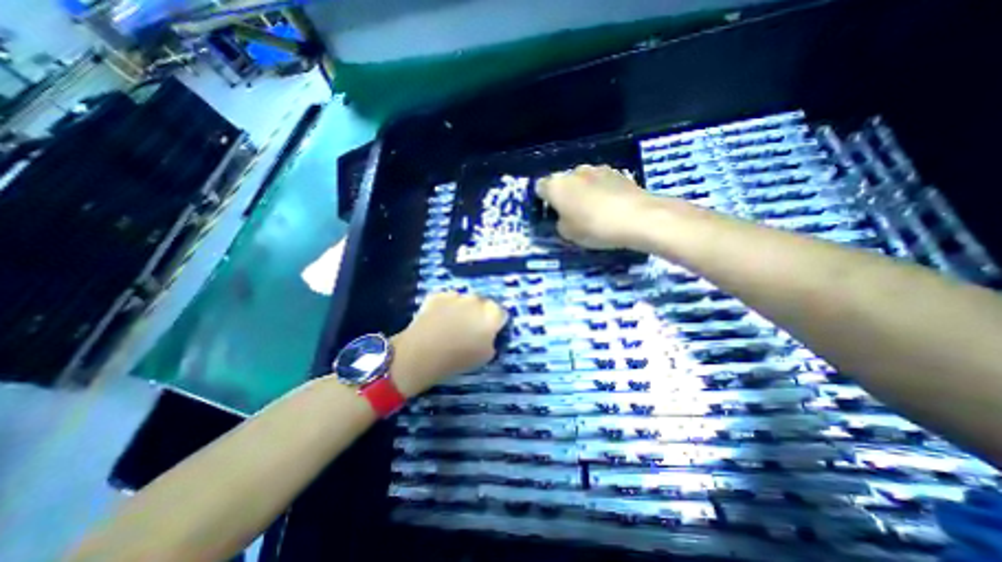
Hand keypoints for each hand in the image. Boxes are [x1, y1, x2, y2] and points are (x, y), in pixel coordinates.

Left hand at [392, 291, 509, 396]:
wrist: (422, 353)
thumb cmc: (458, 358)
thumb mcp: (486, 356)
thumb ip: (492, 340)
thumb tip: (489, 335)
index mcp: (492, 314)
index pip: (501, 314)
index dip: (496, 324)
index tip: (489, 333)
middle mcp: (477, 299)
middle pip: (483, 304)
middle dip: (479, 314)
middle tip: (470, 330)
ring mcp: (456, 295)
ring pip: (464, 301)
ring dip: (462, 309)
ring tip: (450, 326)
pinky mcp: (438, 295)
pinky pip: (447, 300)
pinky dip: (445, 307)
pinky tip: (437, 321)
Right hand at [535, 162, 654, 247]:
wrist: (638, 217)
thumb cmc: (594, 227)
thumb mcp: (568, 234)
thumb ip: (560, 223)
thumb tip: (564, 218)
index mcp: (556, 185)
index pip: (540, 187)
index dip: (543, 200)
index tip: (550, 213)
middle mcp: (574, 172)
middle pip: (563, 182)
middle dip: (565, 195)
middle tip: (572, 214)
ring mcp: (597, 169)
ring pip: (583, 181)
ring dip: (584, 192)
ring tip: (595, 211)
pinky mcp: (618, 172)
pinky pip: (601, 182)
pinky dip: (601, 191)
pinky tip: (610, 207)